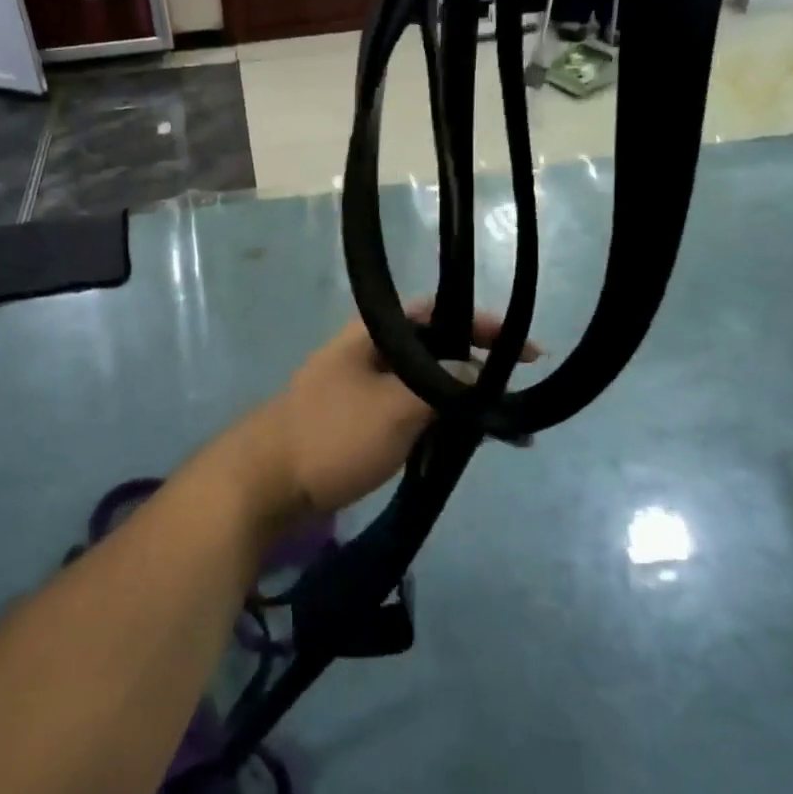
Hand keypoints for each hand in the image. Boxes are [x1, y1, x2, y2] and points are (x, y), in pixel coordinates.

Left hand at [252, 307, 539, 520]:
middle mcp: (367, 351)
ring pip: (421, 382)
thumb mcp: (396, 408)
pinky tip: (457, 443)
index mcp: (372, 333)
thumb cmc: (332, 435)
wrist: (266, 482)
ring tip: (495, 423)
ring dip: (456, 399)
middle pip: (432, 347)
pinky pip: (406, 411)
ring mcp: (360, 386)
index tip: (526, 351)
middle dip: (474, 366)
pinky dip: (433, 422)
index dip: (482, 324)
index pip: (437, 311)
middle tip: (512, 389)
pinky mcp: (357, 420)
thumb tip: (478, 370)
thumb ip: (443, 385)